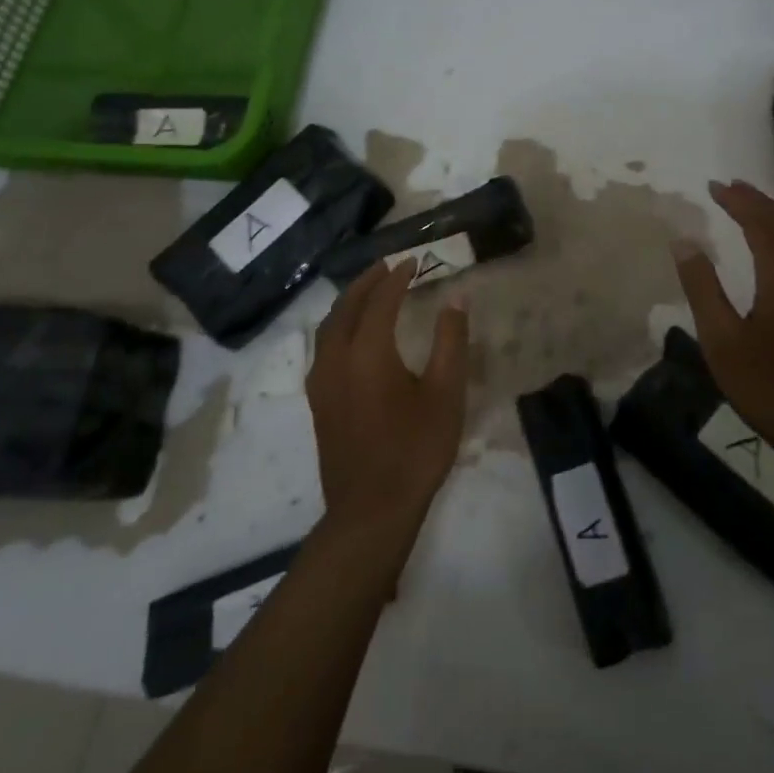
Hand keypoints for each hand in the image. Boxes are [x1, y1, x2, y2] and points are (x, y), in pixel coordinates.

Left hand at [308, 261, 469, 539]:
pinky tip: (352, 333)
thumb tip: (456, 298)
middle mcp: (337, 357)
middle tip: (389, 265)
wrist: (370, 510)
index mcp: (368, 351)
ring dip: (350, 301)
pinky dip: (339, 325)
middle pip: (347, 306)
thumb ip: (451, 341)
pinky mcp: (318, 399)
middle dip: (368, 281)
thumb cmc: (415, 449)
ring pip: (330, 325)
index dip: (397, 277)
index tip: (414, 262)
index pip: (381, 299)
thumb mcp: (446, 394)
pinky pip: (324, 345)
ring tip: (370, 290)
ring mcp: (322, 380)